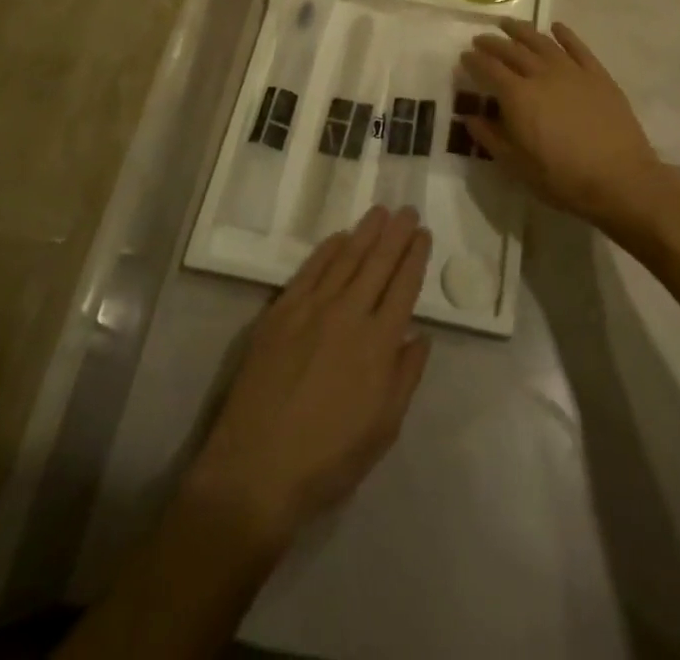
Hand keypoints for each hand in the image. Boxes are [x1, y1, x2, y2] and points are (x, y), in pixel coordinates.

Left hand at [187, 206, 431, 544]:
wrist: (256, 470)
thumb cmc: (327, 460)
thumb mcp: (383, 429)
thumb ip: (405, 377)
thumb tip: (421, 336)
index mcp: (379, 344)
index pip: (404, 287)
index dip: (415, 257)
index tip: (424, 233)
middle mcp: (349, 315)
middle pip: (378, 263)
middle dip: (396, 233)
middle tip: (408, 210)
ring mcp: (311, 309)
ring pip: (345, 259)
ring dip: (365, 232)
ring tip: (381, 211)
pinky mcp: (280, 312)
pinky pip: (309, 271)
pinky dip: (327, 250)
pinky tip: (339, 237)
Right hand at [461, 20, 679, 236]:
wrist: (619, 180)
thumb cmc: (562, 178)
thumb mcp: (516, 165)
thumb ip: (490, 137)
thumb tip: (469, 117)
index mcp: (517, 96)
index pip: (489, 69)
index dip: (474, 61)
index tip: (464, 57)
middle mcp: (541, 74)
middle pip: (512, 50)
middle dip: (492, 43)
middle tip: (480, 39)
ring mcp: (572, 71)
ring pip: (541, 42)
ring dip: (522, 31)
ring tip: (508, 24)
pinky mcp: (597, 74)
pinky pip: (577, 47)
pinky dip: (564, 34)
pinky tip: (556, 27)